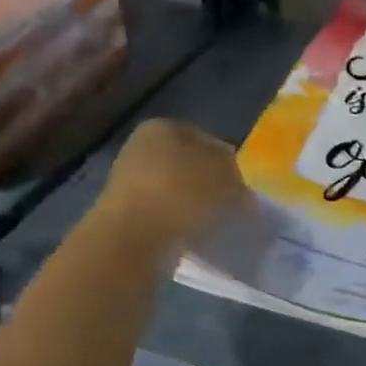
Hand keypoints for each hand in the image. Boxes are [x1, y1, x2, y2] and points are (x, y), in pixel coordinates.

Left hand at [98, 119, 247, 250]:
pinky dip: (178, 221)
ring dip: (194, 204)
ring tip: (213, 222)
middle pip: (189, 164)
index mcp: (163, 127)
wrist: (131, 238)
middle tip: (232, 204)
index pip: (207, 139)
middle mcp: (141, 147)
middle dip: (210, 183)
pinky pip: (162, 213)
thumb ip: (237, 175)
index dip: (229, 161)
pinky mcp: (123, 213)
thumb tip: (239, 186)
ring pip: (175, 189)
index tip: (242, 184)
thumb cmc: (181, 193)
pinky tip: (192, 234)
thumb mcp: (225, 176)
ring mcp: (128, 181)